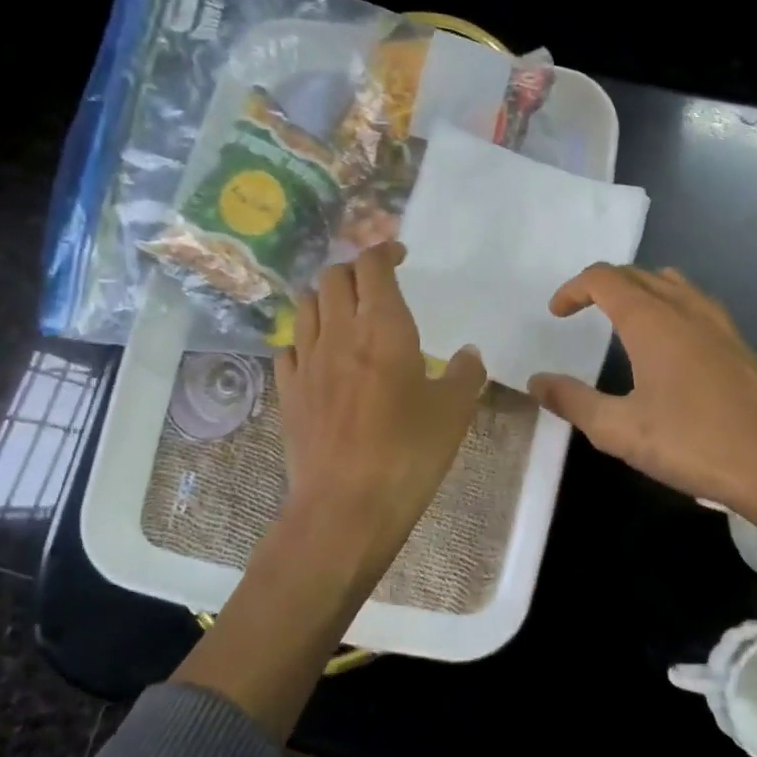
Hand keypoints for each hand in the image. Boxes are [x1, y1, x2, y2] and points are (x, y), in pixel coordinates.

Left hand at [274, 241, 486, 579]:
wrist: (345, 507)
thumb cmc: (409, 454)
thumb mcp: (454, 413)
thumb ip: (466, 374)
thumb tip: (468, 353)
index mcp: (384, 328)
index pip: (373, 265)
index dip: (384, 250)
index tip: (400, 255)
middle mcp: (339, 333)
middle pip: (334, 276)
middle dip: (355, 270)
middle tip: (377, 285)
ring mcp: (307, 361)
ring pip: (307, 305)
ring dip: (327, 297)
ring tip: (348, 313)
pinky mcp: (288, 391)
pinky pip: (289, 346)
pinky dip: (306, 338)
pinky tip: (320, 356)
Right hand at [527, 264, 756, 548]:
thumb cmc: (694, 443)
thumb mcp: (620, 430)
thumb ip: (573, 401)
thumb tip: (536, 381)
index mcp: (652, 320)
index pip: (605, 278)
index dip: (574, 288)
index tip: (557, 313)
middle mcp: (686, 307)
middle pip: (637, 274)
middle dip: (602, 285)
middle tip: (580, 312)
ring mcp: (718, 322)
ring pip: (671, 282)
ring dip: (638, 289)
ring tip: (621, 318)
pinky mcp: (739, 342)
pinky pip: (694, 301)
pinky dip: (668, 303)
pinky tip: (668, 342)